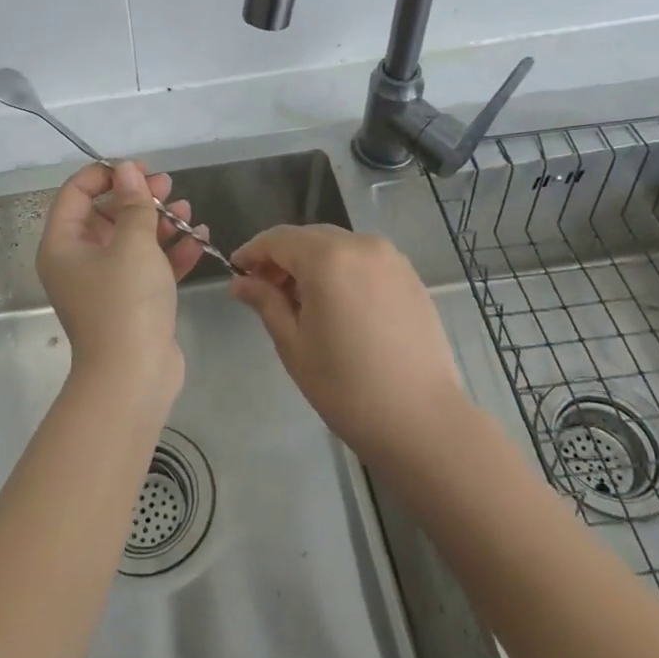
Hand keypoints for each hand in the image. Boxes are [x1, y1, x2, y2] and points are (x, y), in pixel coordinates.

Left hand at [37, 161, 204, 398]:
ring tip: (187, 210)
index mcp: (64, 245)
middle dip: (138, 197)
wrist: (134, 377)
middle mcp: (79, 261)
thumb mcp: (133, 243)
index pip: (76, 193)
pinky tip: (199, 237)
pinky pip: (149, 266)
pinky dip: (171, 252)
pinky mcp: (132, 302)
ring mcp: (106, 283)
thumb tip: (126, 170)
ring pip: (131, 240)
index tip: (139, 169)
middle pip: (106, 214)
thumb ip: (133, 203)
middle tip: (168, 186)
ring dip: (159, 222)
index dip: (106, 174)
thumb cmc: (125, 302)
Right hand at [230, 225, 469, 466]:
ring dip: (313, 262)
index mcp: (327, 257)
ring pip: (338, 245)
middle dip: (282, 257)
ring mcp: (391, 258)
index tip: (236, 272)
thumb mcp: (293, 344)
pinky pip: (364, 260)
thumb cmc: (346, 386)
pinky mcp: (410, 276)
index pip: (278, 239)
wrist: (422, 420)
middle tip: (264, 289)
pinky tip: (338, 304)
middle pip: (309, 237)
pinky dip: (342, 269)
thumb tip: (240, 282)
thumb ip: (265, 302)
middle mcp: (361, 245)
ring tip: (301, 300)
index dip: (253, 252)